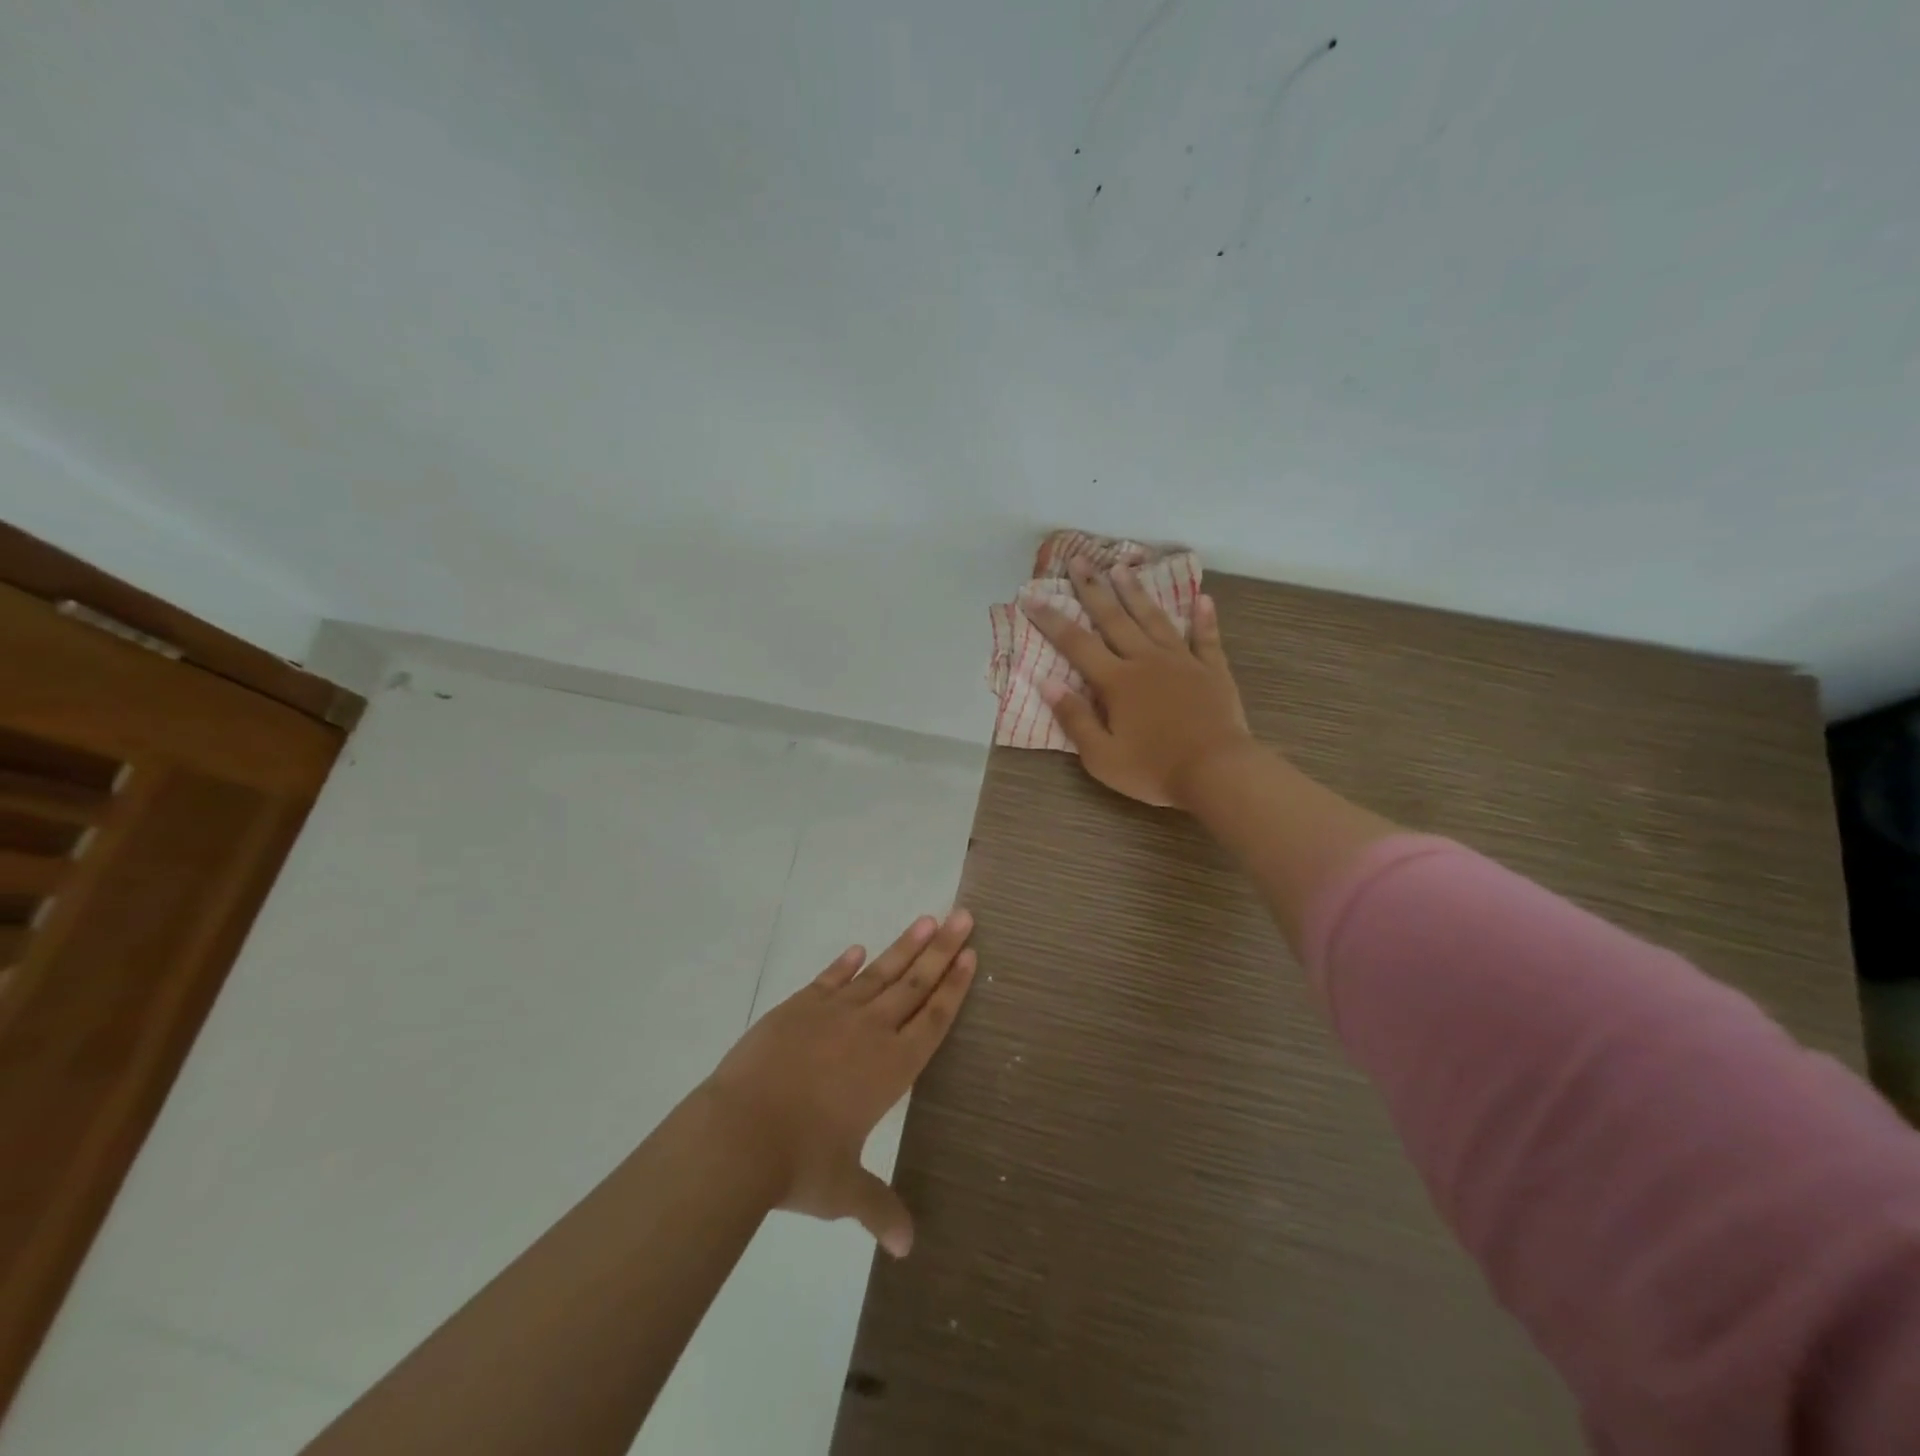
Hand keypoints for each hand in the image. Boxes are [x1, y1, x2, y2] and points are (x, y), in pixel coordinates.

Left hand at [701, 911, 976, 1256]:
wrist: (739, 1133)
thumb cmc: (800, 1164)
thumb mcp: (844, 1191)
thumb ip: (880, 1210)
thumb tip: (907, 1249)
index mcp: (892, 1068)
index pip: (933, 1019)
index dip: (954, 987)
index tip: (971, 956)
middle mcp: (870, 1031)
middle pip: (915, 983)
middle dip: (942, 949)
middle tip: (963, 916)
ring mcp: (833, 1013)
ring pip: (879, 972)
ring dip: (904, 946)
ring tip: (927, 919)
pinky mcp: (798, 1008)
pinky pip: (830, 979)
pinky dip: (846, 964)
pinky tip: (859, 950)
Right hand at [1027, 558, 1254, 808]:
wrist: (1217, 772)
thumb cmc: (1154, 769)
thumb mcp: (1102, 756)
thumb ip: (1075, 718)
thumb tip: (1047, 682)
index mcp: (1116, 682)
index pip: (1076, 644)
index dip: (1051, 619)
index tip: (1030, 594)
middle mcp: (1146, 661)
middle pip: (1114, 619)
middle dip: (1093, 589)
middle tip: (1079, 560)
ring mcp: (1182, 662)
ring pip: (1154, 620)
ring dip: (1136, 593)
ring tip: (1122, 567)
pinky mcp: (1212, 671)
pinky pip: (1206, 639)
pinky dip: (1203, 618)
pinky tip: (1203, 599)